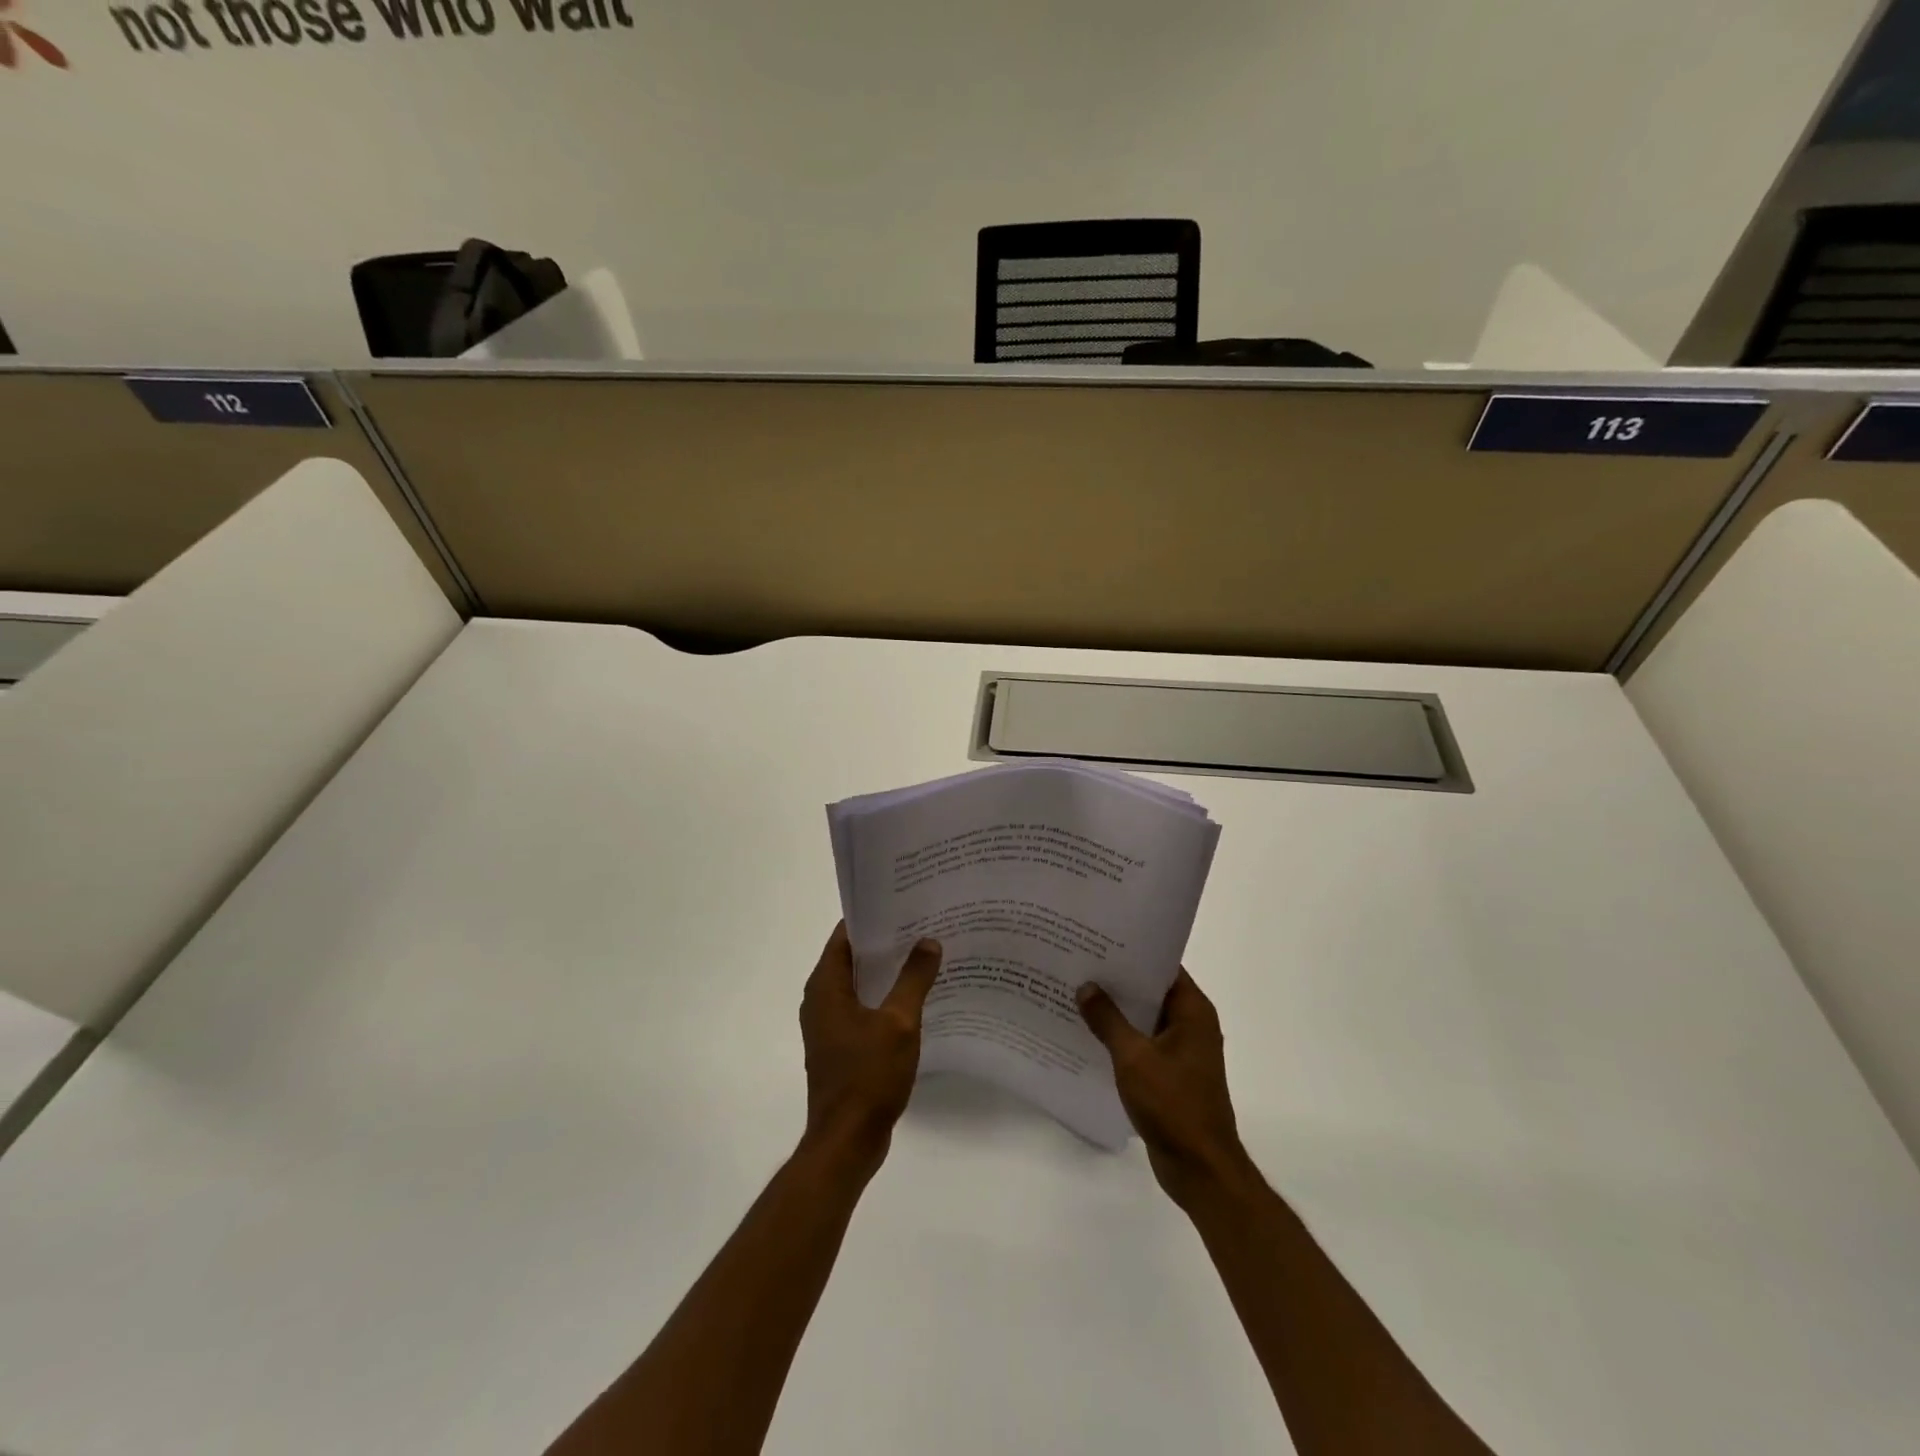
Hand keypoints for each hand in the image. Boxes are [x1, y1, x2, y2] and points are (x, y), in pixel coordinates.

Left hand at [798, 923, 942, 1178]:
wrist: (846, 1141)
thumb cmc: (868, 1076)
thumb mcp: (899, 1022)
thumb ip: (914, 978)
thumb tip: (928, 941)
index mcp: (826, 986)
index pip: (846, 935)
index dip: (873, 917)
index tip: (904, 903)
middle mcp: (821, 999)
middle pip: (853, 957)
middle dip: (885, 942)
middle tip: (923, 924)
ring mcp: (829, 1025)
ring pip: (859, 984)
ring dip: (887, 971)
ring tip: (925, 954)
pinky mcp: (841, 1046)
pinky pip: (863, 1008)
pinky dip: (884, 997)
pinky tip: (915, 997)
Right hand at [1077, 970, 1251, 1207]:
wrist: (1200, 1168)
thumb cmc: (1173, 1104)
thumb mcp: (1134, 1057)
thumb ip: (1108, 1020)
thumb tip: (1086, 987)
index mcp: (1192, 1011)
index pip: (1163, 966)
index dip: (1133, 952)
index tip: (1099, 940)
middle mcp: (1191, 1024)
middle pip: (1151, 990)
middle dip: (1118, 980)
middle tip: (1079, 962)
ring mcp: (1182, 1051)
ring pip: (1145, 1018)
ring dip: (1116, 1011)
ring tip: (1077, 993)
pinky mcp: (1171, 1074)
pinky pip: (1142, 1043)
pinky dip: (1120, 1037)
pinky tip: (1088, 1034)